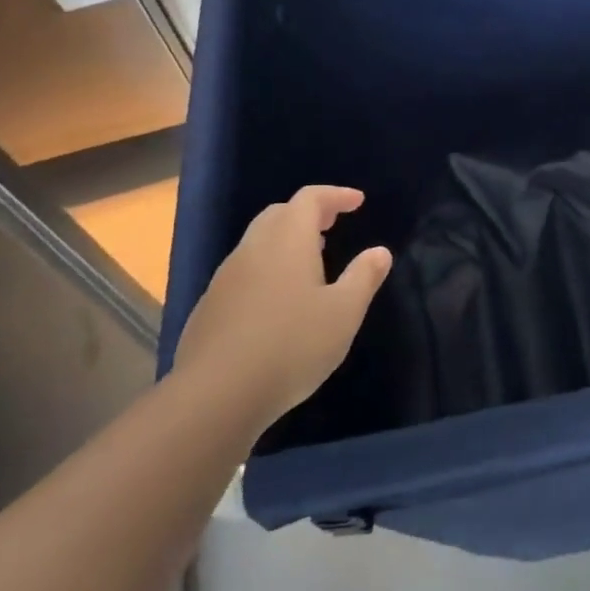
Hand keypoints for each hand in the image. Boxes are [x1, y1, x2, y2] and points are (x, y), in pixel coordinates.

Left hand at [175, 186, 391, 426]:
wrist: (216, 395)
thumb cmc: (292, 346)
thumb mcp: (344, 313)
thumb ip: (364, 277)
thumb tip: (380, 251)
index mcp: (288, 242)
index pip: (309, 199)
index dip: (335, 195)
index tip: (357, 202)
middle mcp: (253, 250)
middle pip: (279, 214)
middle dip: (308, 214)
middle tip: (333, 225)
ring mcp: (225, 278)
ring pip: (257, 243)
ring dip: (285, 241)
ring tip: (310, 262)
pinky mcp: (209, 307)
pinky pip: (243, 272)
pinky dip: (266, 269)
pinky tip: (278, 302)